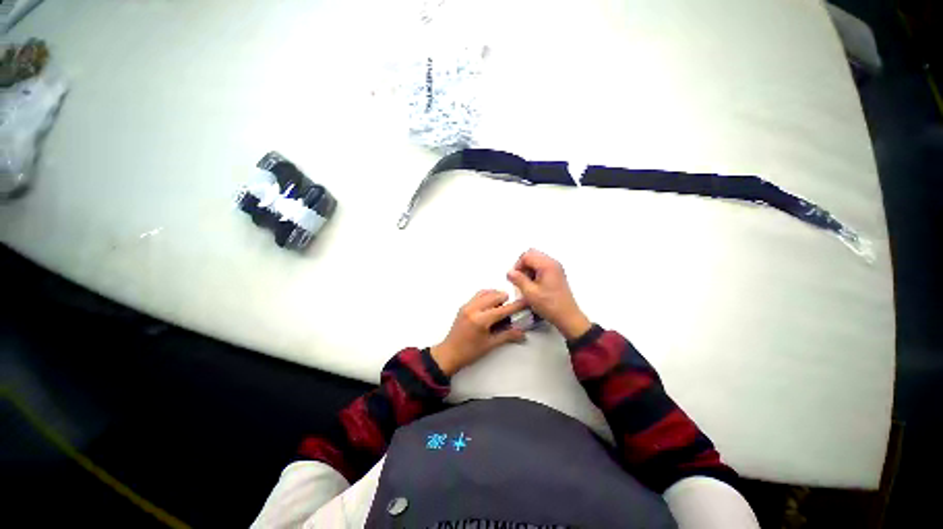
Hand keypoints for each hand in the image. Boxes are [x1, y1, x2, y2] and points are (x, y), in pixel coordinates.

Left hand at [430, 290, 527, 375]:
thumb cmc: (470, 352)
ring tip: (501, 305)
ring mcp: (467, 305)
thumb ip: (507, 336)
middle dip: (505, 299)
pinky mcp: (463, 305)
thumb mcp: (490, 345)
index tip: (527, 302)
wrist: (449, 353)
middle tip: (511, 309)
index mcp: (481, 320)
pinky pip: (478, 295)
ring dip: (496, 295)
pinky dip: (487, 296)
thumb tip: (523, 333)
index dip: (517, 305)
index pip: (503, 309)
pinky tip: (490, 305)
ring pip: (486, 292)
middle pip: (495, 295)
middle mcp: (473, 308)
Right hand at [506, 249, 591, 339]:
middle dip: (522, 265)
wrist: (568, 317)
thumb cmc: (549, 305)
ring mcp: (556, 268)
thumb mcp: (530, 293)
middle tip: (519, 279)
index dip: (517, 265)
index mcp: (547, 265)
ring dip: (528, 269)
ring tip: (526, 284)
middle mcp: (553, 263)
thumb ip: (518, 280)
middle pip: (532, 255)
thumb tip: (509, 272)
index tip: (515, 278)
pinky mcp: (556, 274)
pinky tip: (533, 285)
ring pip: (536, 260)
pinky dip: (534, 272)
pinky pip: (542, 266)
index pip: (527, 256)